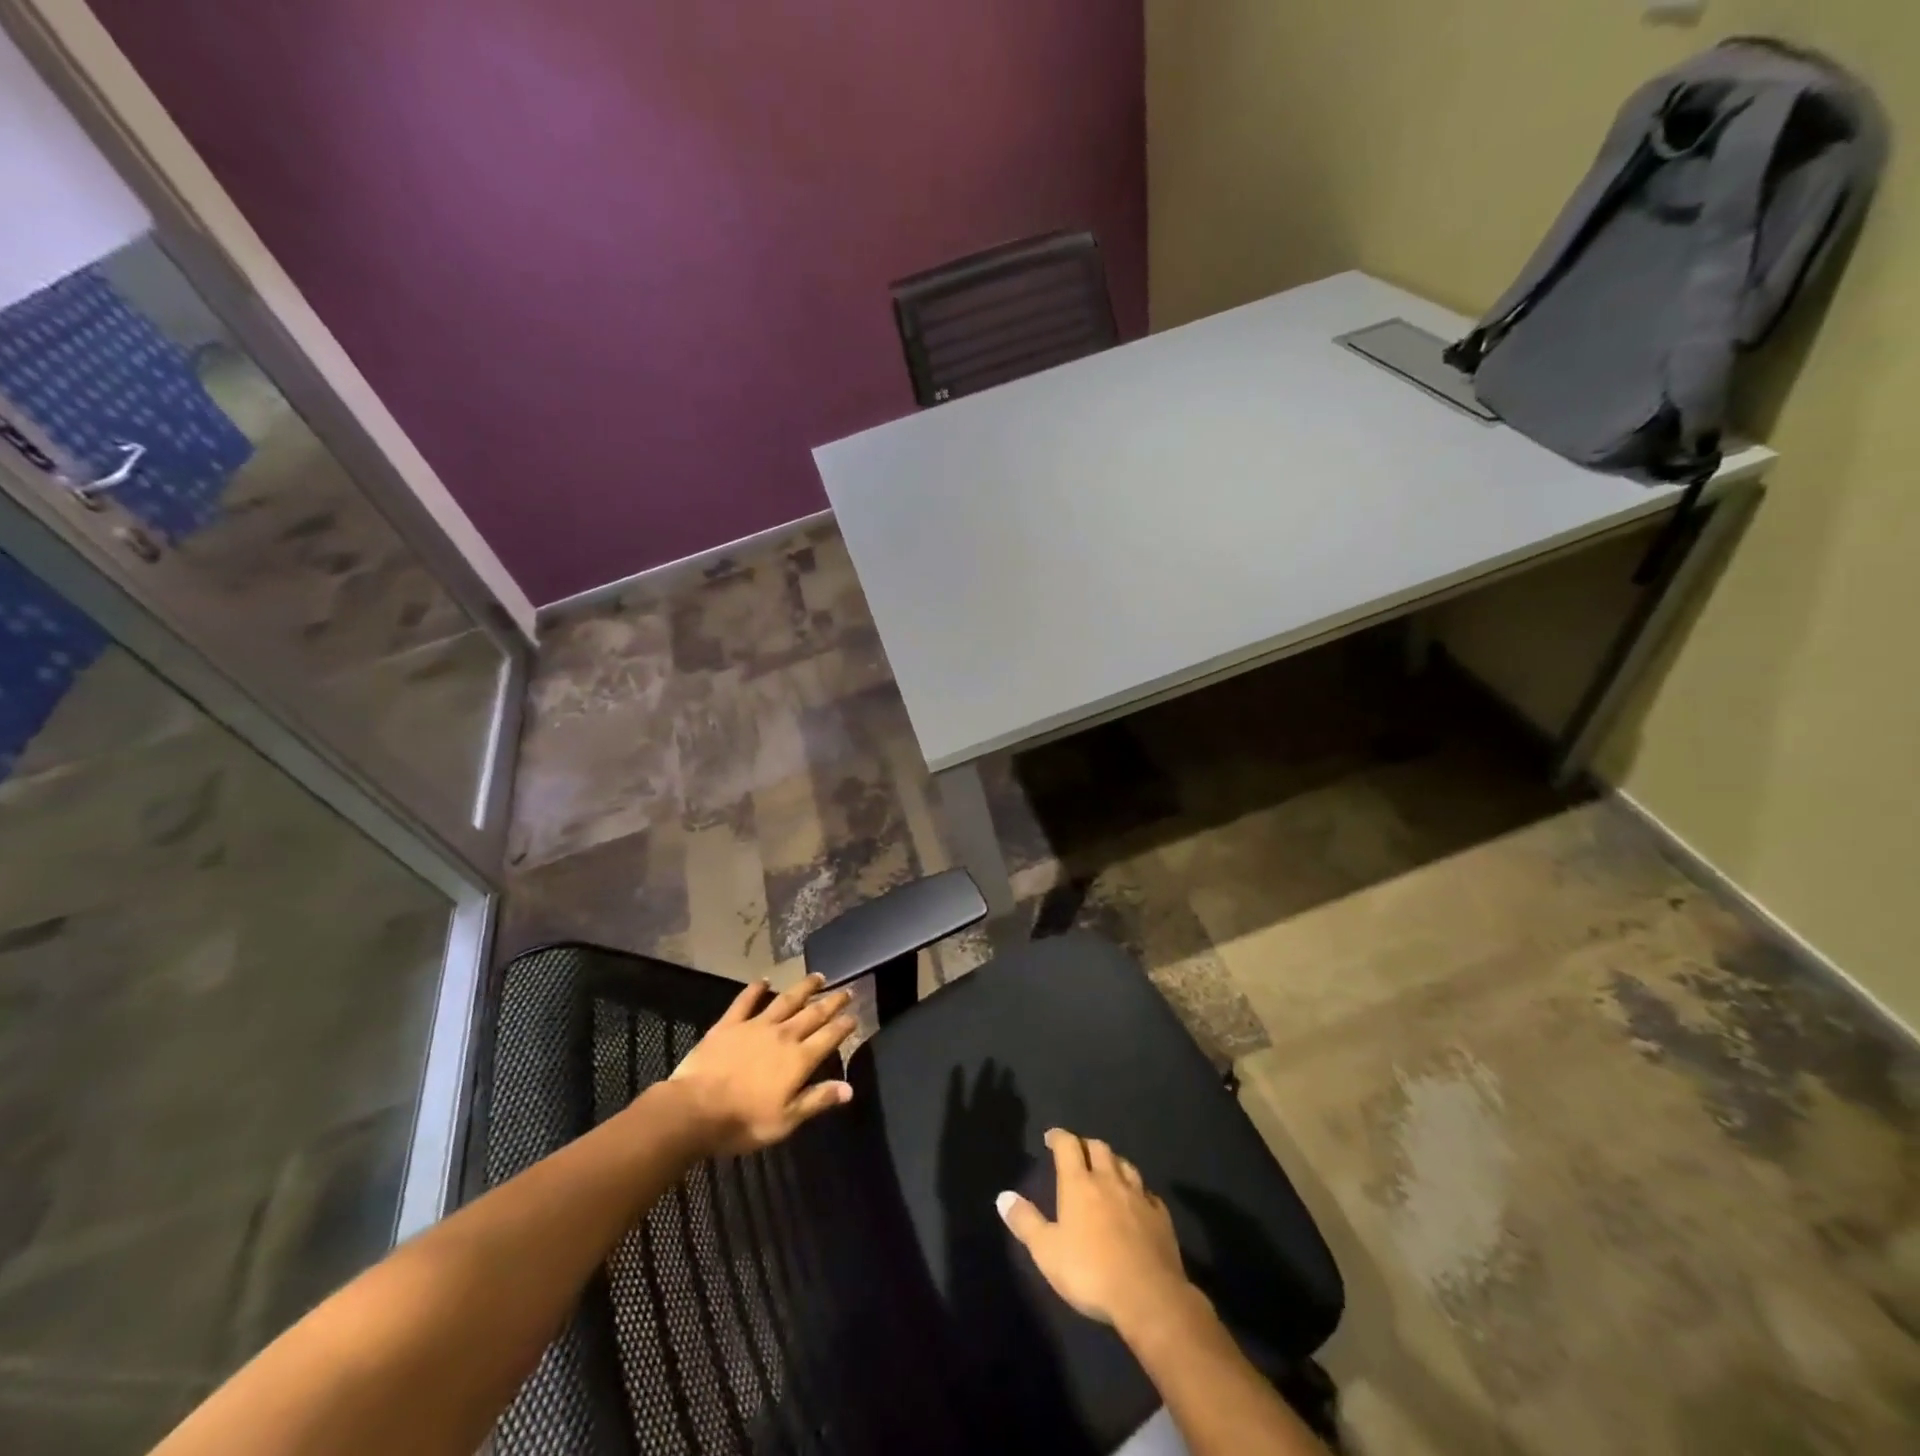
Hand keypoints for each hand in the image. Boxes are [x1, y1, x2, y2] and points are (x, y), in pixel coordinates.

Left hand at [667, 973, 858, 1154]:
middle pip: (813, 1013)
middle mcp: (783, 1035)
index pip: (829, 1037)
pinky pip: (745, 1001)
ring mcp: (755, 1025)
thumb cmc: (744, 1121)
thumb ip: (817, 1100)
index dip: (844, 1026)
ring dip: (804, 988)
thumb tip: (849, 1088)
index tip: (855, 1016)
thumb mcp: (786, 1120)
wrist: (695, 1109)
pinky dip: (755, 989)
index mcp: (799, 1059)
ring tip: (818, 977)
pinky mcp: (729, 1024)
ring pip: (786, 1000)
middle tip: (847, 990)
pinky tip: (763, 980)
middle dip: (832, 1001)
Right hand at [997, 1128, 1202, 1332]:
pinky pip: (1148, 1193)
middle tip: (1078, 1153)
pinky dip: (1138, 1191)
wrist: (1148, 1296)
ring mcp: (1139, 1196)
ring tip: (1107, 1170)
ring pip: (1125, 1165)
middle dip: (1086, 1145)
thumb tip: (1003, 1196)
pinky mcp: (1161, 1216)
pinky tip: (1137, 1201)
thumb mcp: (1047, 1252)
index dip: (1058, 1136)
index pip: (1068, 1145)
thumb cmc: (1090, 1272)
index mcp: (1079, 1184)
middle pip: (1099, 1148)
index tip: (1050, 1137)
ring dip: (1113, 1162)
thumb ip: (1025, 1222)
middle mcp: (1109, 1180)